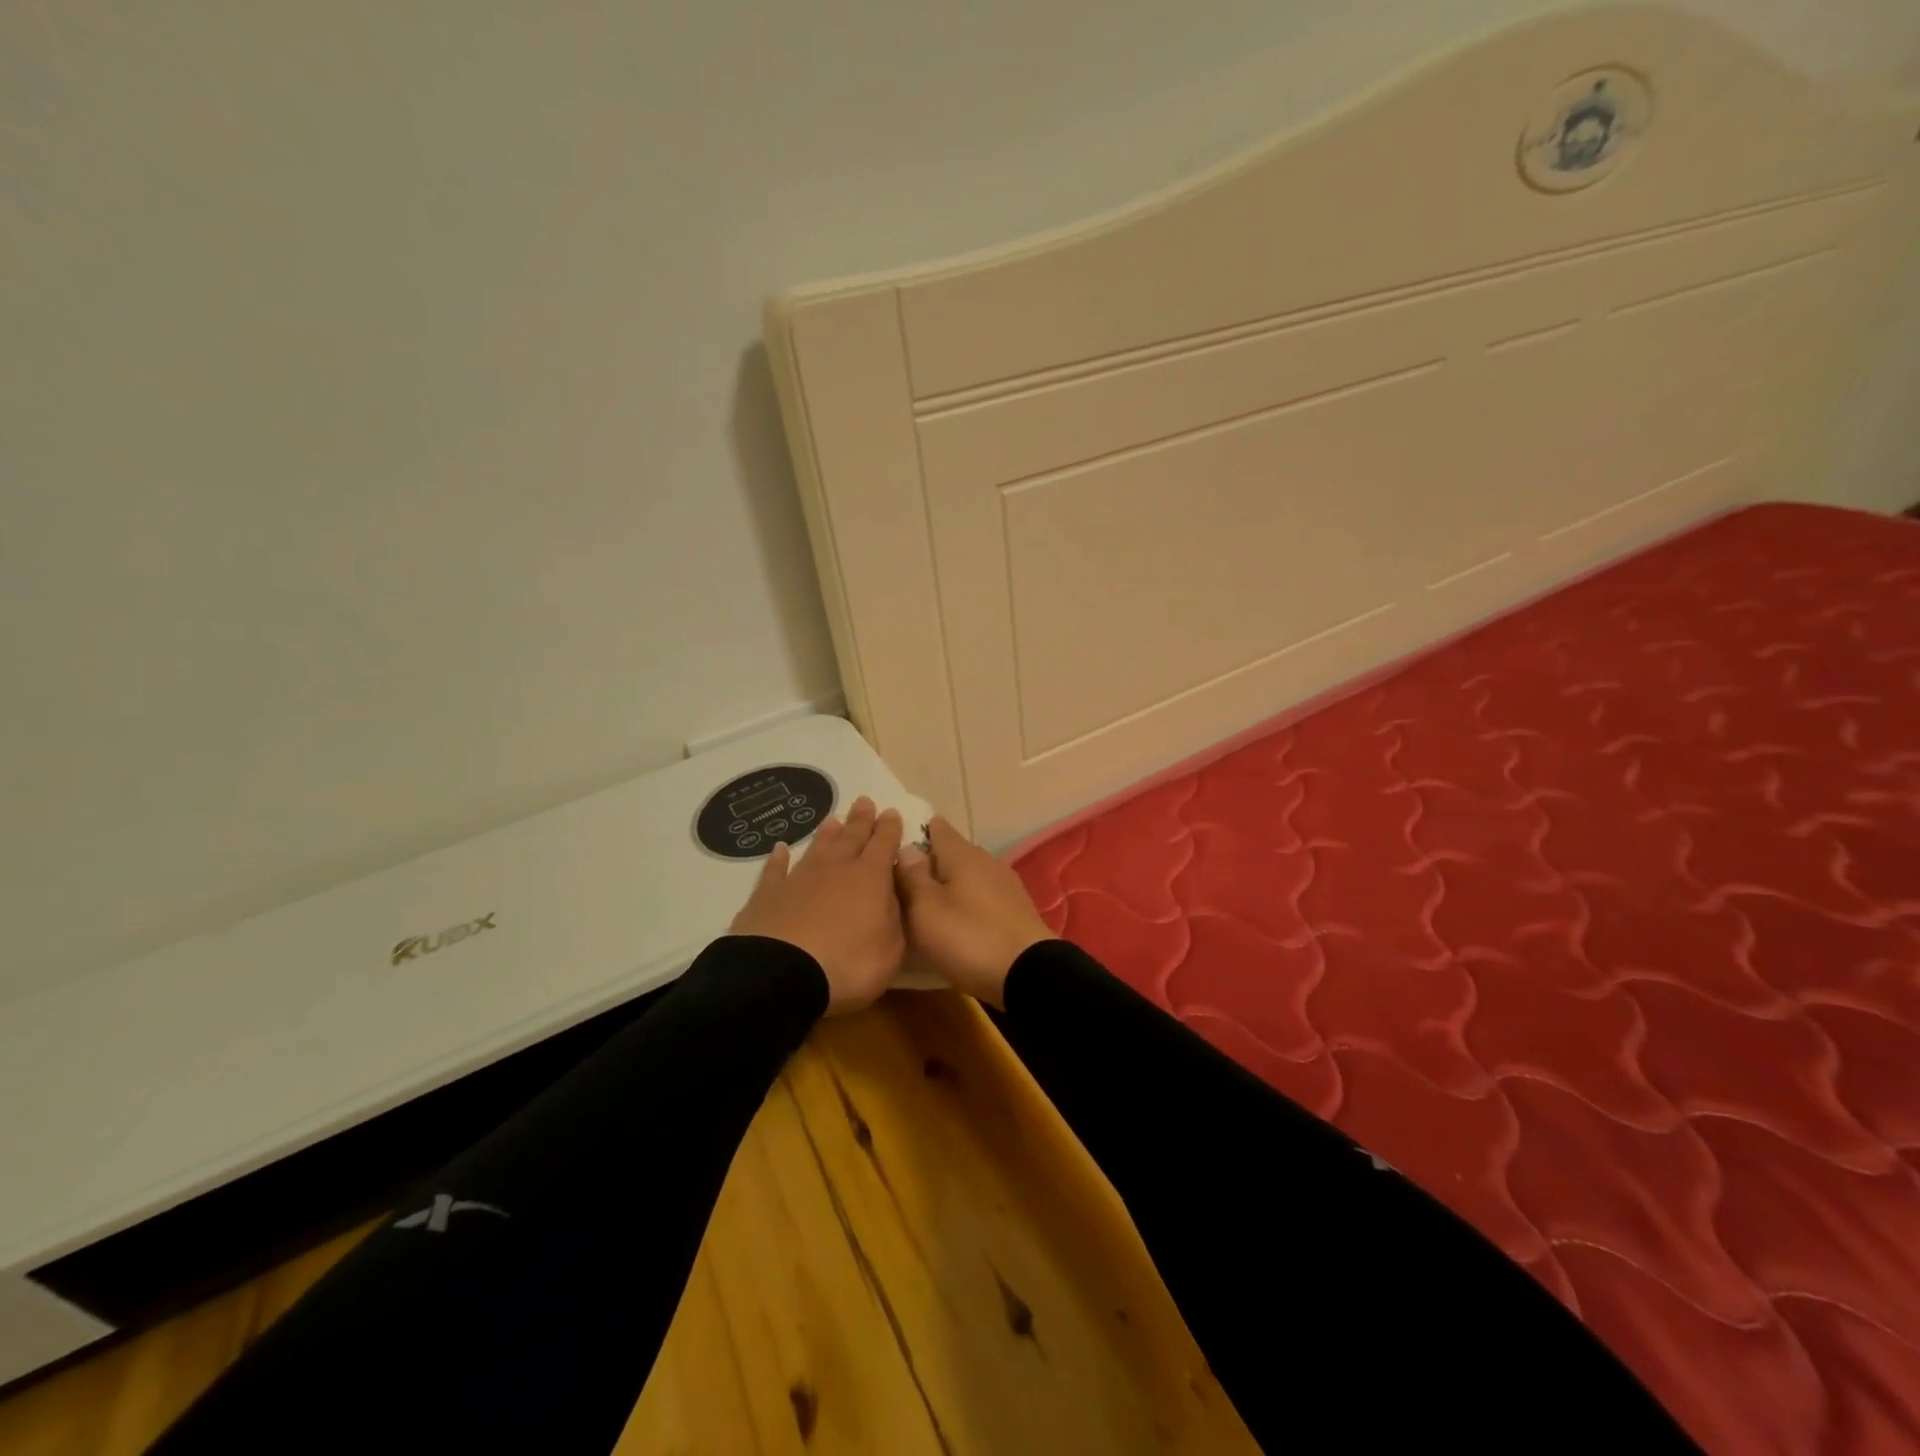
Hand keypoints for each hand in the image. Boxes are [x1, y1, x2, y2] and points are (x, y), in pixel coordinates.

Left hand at [730, 798, 906, 1013]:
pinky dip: (778, 859)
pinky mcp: (767, 895)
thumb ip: (895, 918)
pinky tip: (779, 849)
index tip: (891, 812)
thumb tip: (893, 896)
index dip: (889, 828)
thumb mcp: (891, 949)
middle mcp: (836, 869)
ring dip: (826, 834)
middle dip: (860, 820)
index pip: (884, 845)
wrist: (781, 974)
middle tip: (864, 801)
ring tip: (832, 820)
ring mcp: (799, 879)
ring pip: (817, 848)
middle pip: (851, 838)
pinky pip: (774, 870)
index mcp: (870, 878)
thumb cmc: (848, 965)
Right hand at [893, 816, 1056, 1007]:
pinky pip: (982, 897)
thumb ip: (912, 877)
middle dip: (930, 862)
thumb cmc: (969, 937)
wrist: (1030, 974)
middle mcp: (987, 862)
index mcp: (963, 854)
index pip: (937, 829)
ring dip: (948, 885)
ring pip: (968, 876)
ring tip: (924, 903)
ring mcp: (1005, 886)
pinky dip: (966, 903)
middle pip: (953, 853)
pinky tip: (955, 920)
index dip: (916, 830)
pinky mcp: (1015, 911)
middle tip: (901, 879)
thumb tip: (906, 848)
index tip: (895, 840)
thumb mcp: (926, 910)